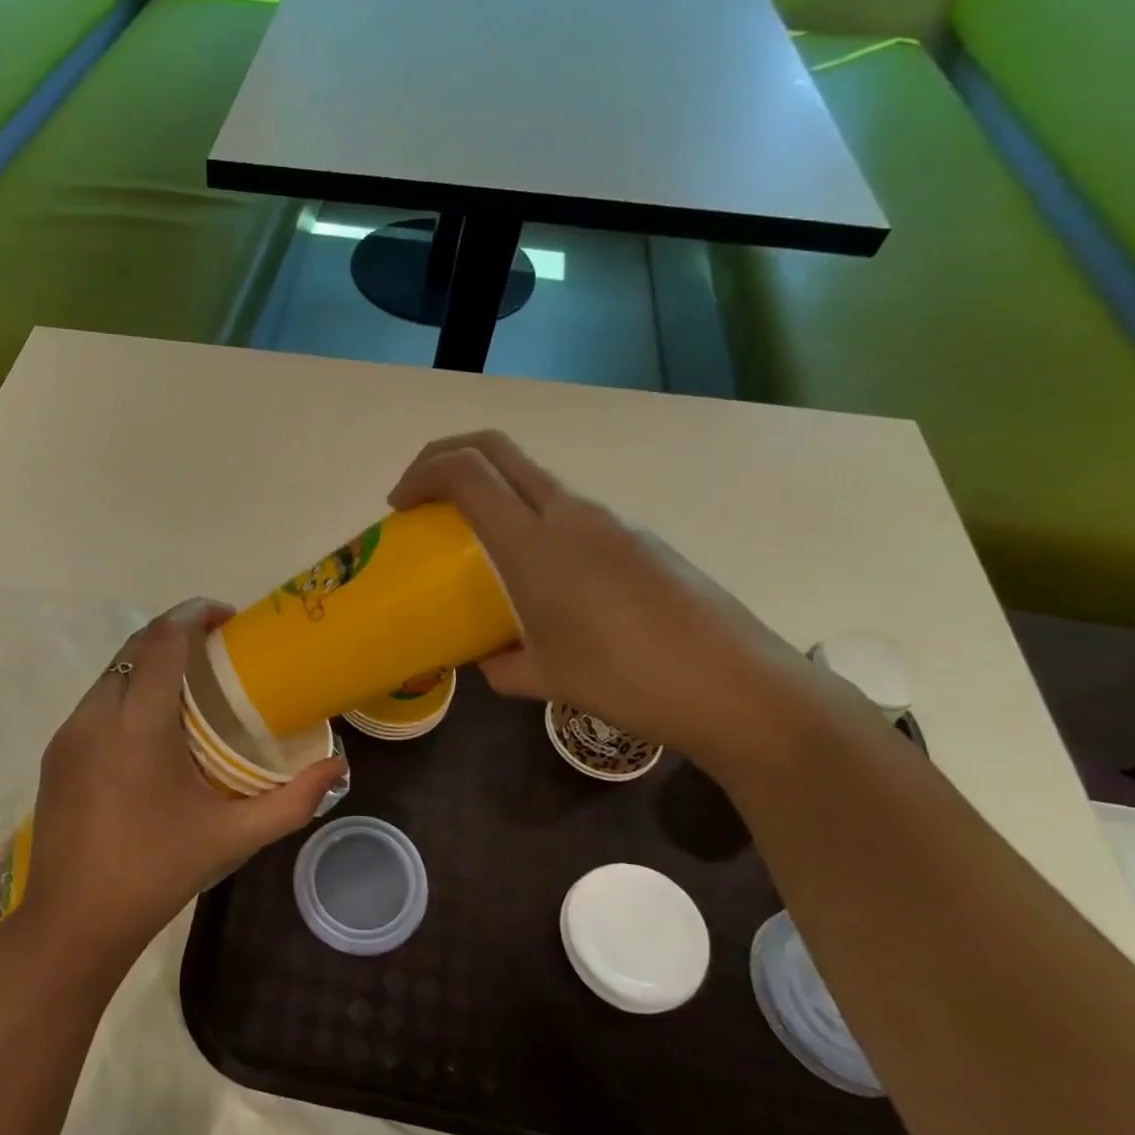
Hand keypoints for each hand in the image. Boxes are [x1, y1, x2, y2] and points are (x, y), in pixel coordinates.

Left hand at [22, 599, 346, 964]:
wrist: (73, 923)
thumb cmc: (157, 873)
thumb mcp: (233, 838)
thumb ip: (293, 800)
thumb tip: (339, 767)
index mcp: (138, 725)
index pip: (163, 640)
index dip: (195, 614)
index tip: (229, 618)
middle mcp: (96, 715)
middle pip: (137, 646)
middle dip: (176, 633)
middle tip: (219, 650)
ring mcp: (69, 733)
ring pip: (114, 672)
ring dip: (152, 661)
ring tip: (191, 685)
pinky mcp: (56, 753)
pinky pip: (97, 701)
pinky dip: (129, 691)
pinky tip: (154, 727)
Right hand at [389, 431, 817, 767]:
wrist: (735, 686)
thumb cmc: (627, 682)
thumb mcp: (544, 678)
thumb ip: (498, 663)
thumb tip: (483, 658)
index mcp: (536, 543)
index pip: (467, 472)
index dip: (422, 474)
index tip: (399, 507)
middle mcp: (571, 513)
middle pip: (497, 449)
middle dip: (446, 457)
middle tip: (421, 497)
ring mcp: (610, 520)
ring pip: (533, 479)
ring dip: (492, 492)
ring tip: (474, 546)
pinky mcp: (637, 537)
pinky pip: (567, 511)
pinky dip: (530, 521)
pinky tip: (539, 578)